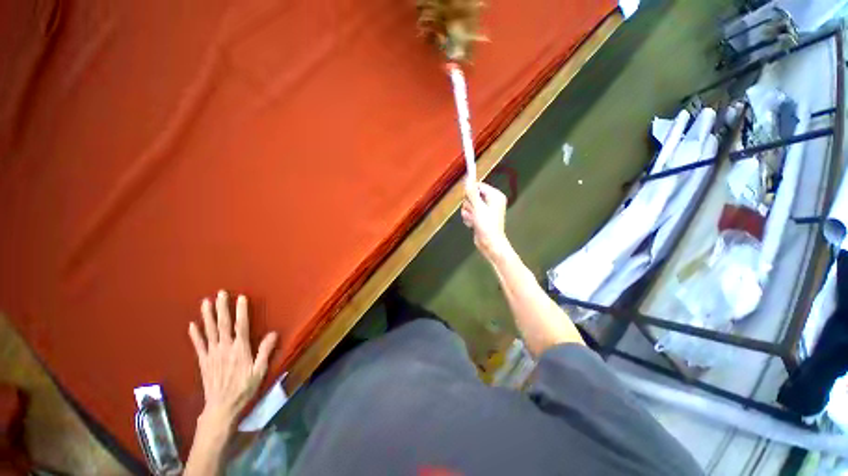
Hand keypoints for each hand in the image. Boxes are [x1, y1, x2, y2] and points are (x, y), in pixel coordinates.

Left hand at [188, 290, 277, 429]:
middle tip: (220, 293)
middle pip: (223, 324)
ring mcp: (212, 354)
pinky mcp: (203, 361)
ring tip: (205, 302)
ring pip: (209, 331)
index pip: (241, 326)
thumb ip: (265, 351)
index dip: (241, 311)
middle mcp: (224, 348)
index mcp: (240, 349)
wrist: (221, 408)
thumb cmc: (244, 388)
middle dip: (222, 308)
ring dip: (207, 316)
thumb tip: (274, 333)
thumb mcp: (260, 371)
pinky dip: (195, 334)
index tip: (241, 297)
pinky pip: (198, 345)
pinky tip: (192, 325)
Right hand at [461, 182, 510, 260]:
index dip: (471, 191)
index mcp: (495, 195)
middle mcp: (491, 201)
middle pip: (472, 196)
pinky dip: (469, 218)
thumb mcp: (478, 207)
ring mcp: (485, 210)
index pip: (478, 185)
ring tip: (473, 220)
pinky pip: (469, 213)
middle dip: (469, 205)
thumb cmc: (487, 224)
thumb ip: (471, 192)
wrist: (490, 244)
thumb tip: (468, 178)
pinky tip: (472, 224)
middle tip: (473, 212)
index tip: (467, 197)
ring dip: (468, 213)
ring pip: (469, 205)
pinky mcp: (480, 217)